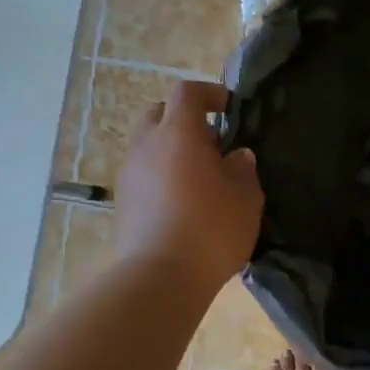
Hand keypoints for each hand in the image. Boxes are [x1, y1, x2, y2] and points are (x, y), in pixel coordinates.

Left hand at [114, 80, 263, 298]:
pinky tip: (182, 204)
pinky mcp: (122, 202)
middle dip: (184, 121)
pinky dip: (161, 178)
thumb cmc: (212, 228)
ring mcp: (129, 174)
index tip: (228, 107)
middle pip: (160, 115)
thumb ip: (243, 169)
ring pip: (149, 147)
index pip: (187, 93)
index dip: (209, 94)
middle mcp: (147, 144)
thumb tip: (236, 156)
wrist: (162, 276)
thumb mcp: (246, 197)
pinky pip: (144, 176)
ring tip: (198, 179)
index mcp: (178, 132)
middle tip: (211, 145)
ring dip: (172, 152)